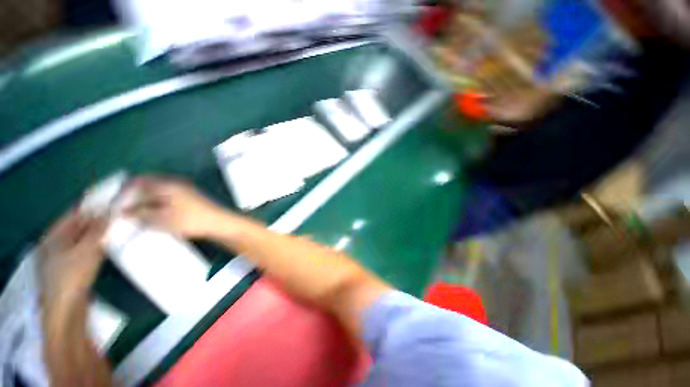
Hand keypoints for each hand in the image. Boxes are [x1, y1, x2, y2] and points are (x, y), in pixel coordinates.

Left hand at [38, 210, 106, 309]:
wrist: (67, 309)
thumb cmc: (72, 277)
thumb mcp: (86, 250)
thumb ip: (97, 230)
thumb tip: (109, 211)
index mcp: (53, 236)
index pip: (74, 214)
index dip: (92, 207)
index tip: (112, 202)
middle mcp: (56, 243)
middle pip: (78, 226)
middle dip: (97, 221)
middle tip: (118, 216)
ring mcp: (62, 256)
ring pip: (83, 239)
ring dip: (98, 234)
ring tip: (115, 230)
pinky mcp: (71, 267)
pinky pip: (84, 250)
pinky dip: (96, 246)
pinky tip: (107, 246)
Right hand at [125, 176, 229, 238]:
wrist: (219, 223)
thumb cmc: (190, 220)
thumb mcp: (161, 219)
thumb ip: (140, 213)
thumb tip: (123, 210)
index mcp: (167, 184)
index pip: (139, 180)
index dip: (124, 189)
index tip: (114, 202)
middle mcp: (175, 183)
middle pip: (148, 184)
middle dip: (133, 195)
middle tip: (123, 209)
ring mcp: (184, 189)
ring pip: (157, 191)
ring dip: (145, 199)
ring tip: (135, 213)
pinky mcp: (190, 197)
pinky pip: (167, 196)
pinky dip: (157, 202)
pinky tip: (153, 213)